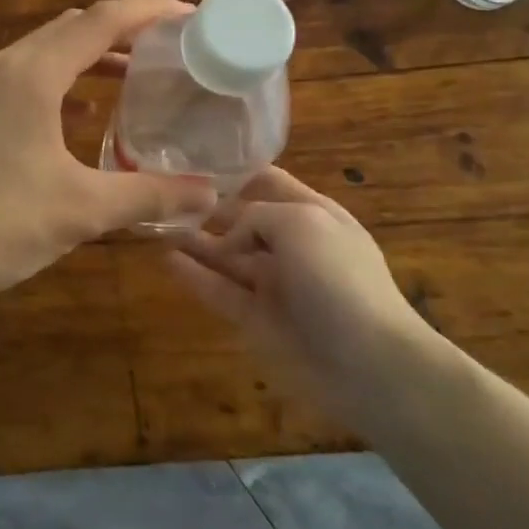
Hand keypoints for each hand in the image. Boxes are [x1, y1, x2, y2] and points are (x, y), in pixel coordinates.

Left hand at [0, 0, 218, 313]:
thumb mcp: (82, 212)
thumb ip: (151, 195)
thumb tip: (211, 195)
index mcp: (32, 74)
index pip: (103, 21)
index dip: (151, 12)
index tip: (193, 18)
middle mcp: (4, 65)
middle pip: (74, 28)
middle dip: (125, 31)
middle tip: (173, 49)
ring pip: (48, 51)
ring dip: (93, 56)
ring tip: (139, 75)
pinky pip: (27, 76)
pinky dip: (64, 82)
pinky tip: (87, 113)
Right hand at [164, 168, 432, 414]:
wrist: (371, 365)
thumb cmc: (340, 279)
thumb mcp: (301, 223)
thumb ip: (255, 215)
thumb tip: (229, 237)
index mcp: (313, 214)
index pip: (268, 183)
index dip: (235, 173)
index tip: (193, 163)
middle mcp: (293, 245)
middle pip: (242, 219)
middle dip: (208, 208)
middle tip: (163, 195)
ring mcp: (275, 285)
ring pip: (227, 256)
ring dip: (195, 240)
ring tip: (156, 223)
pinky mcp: (259, 320)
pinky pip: (221, 291)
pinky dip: (195, 276)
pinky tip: (166, 259)